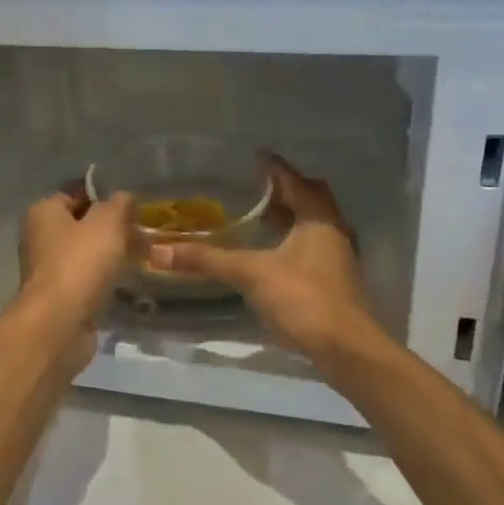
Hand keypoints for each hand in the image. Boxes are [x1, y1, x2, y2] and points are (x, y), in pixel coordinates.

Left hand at [18, 184, 135, 325]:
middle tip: (140, 235)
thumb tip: (124, 197)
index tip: (132, 208)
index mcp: (43, 212)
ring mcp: (46, 270)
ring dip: (108, 257)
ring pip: (84, 254)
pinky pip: (84, 280)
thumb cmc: (80, 263)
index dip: (104, 198)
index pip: (75, 194)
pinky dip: (102, 280)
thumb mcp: (107, 222)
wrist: (59, 323)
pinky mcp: (56, 297)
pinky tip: (123, 283)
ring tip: (139, 258)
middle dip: (110, 230)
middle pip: (80, 226)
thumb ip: (119, 204)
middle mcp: (38, 237)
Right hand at [148, 153, 381, 367]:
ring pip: (313, 225)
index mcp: (318, 218)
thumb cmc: (302, 298)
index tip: (255, 156)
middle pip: (310, 199)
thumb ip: (208, 260)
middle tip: (257, 186)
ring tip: (260, 216)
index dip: (274, 167)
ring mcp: (337, 257)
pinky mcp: (335, 281)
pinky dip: (293, 241)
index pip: (294, 181)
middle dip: (285, 191)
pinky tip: (272, 254)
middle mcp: (333, 230)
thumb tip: (158, 251)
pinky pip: (312, 247)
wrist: (345, 348)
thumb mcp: (250, 274)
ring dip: (290, 217)